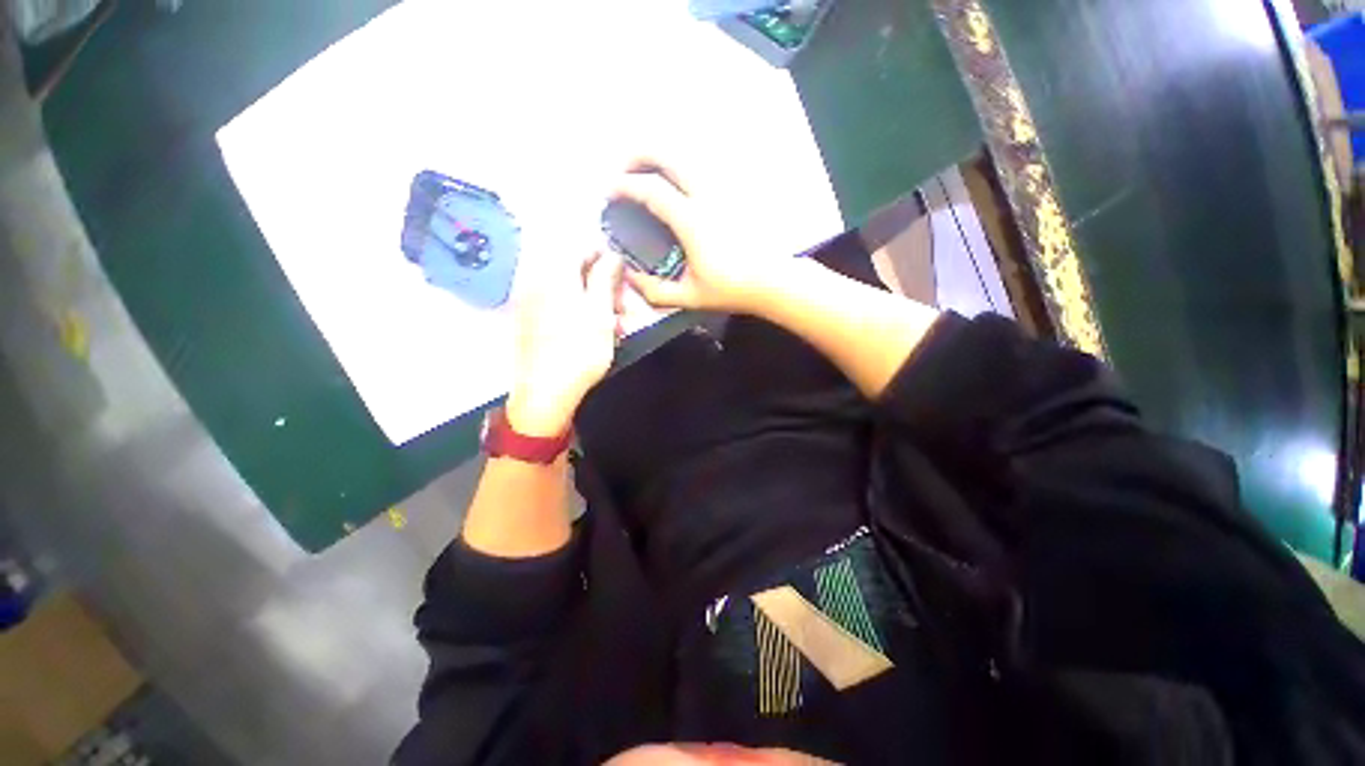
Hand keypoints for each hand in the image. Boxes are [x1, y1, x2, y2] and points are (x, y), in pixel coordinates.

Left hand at [507, 250, 623, 436]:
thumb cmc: (579, 351)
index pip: (581, 247)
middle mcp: (537, 281)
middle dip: (602, 282)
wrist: (545, 392)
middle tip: (622, 305)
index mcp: (555, 275)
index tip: (624, 274)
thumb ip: (605, 278)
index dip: (606, 255)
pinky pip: (558, 304)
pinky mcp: (530, 321)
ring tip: (612, 322)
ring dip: (593, 299)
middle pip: (574, 268)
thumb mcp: (600, 312)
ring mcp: (531, 302)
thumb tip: (612, 254)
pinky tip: (592, 330)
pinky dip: (578, 311)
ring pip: (569, 289)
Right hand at [610, 156, 790, 313]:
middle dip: (637, 155)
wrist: (772, 279)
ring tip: (645, 174)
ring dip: (659, 156)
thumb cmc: (731, 289)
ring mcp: (722, 187)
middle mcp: (706, 194)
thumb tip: (629, 276)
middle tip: (623, 172)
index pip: (651, 189)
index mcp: (692, 220)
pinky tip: (674, 181)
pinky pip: (700, 164)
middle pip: (667, 153)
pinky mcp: (733, 189)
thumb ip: (655, 290)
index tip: (608, 192)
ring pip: (685, 153)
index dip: (624, 186)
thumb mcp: (690, 297)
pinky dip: (679, 164)